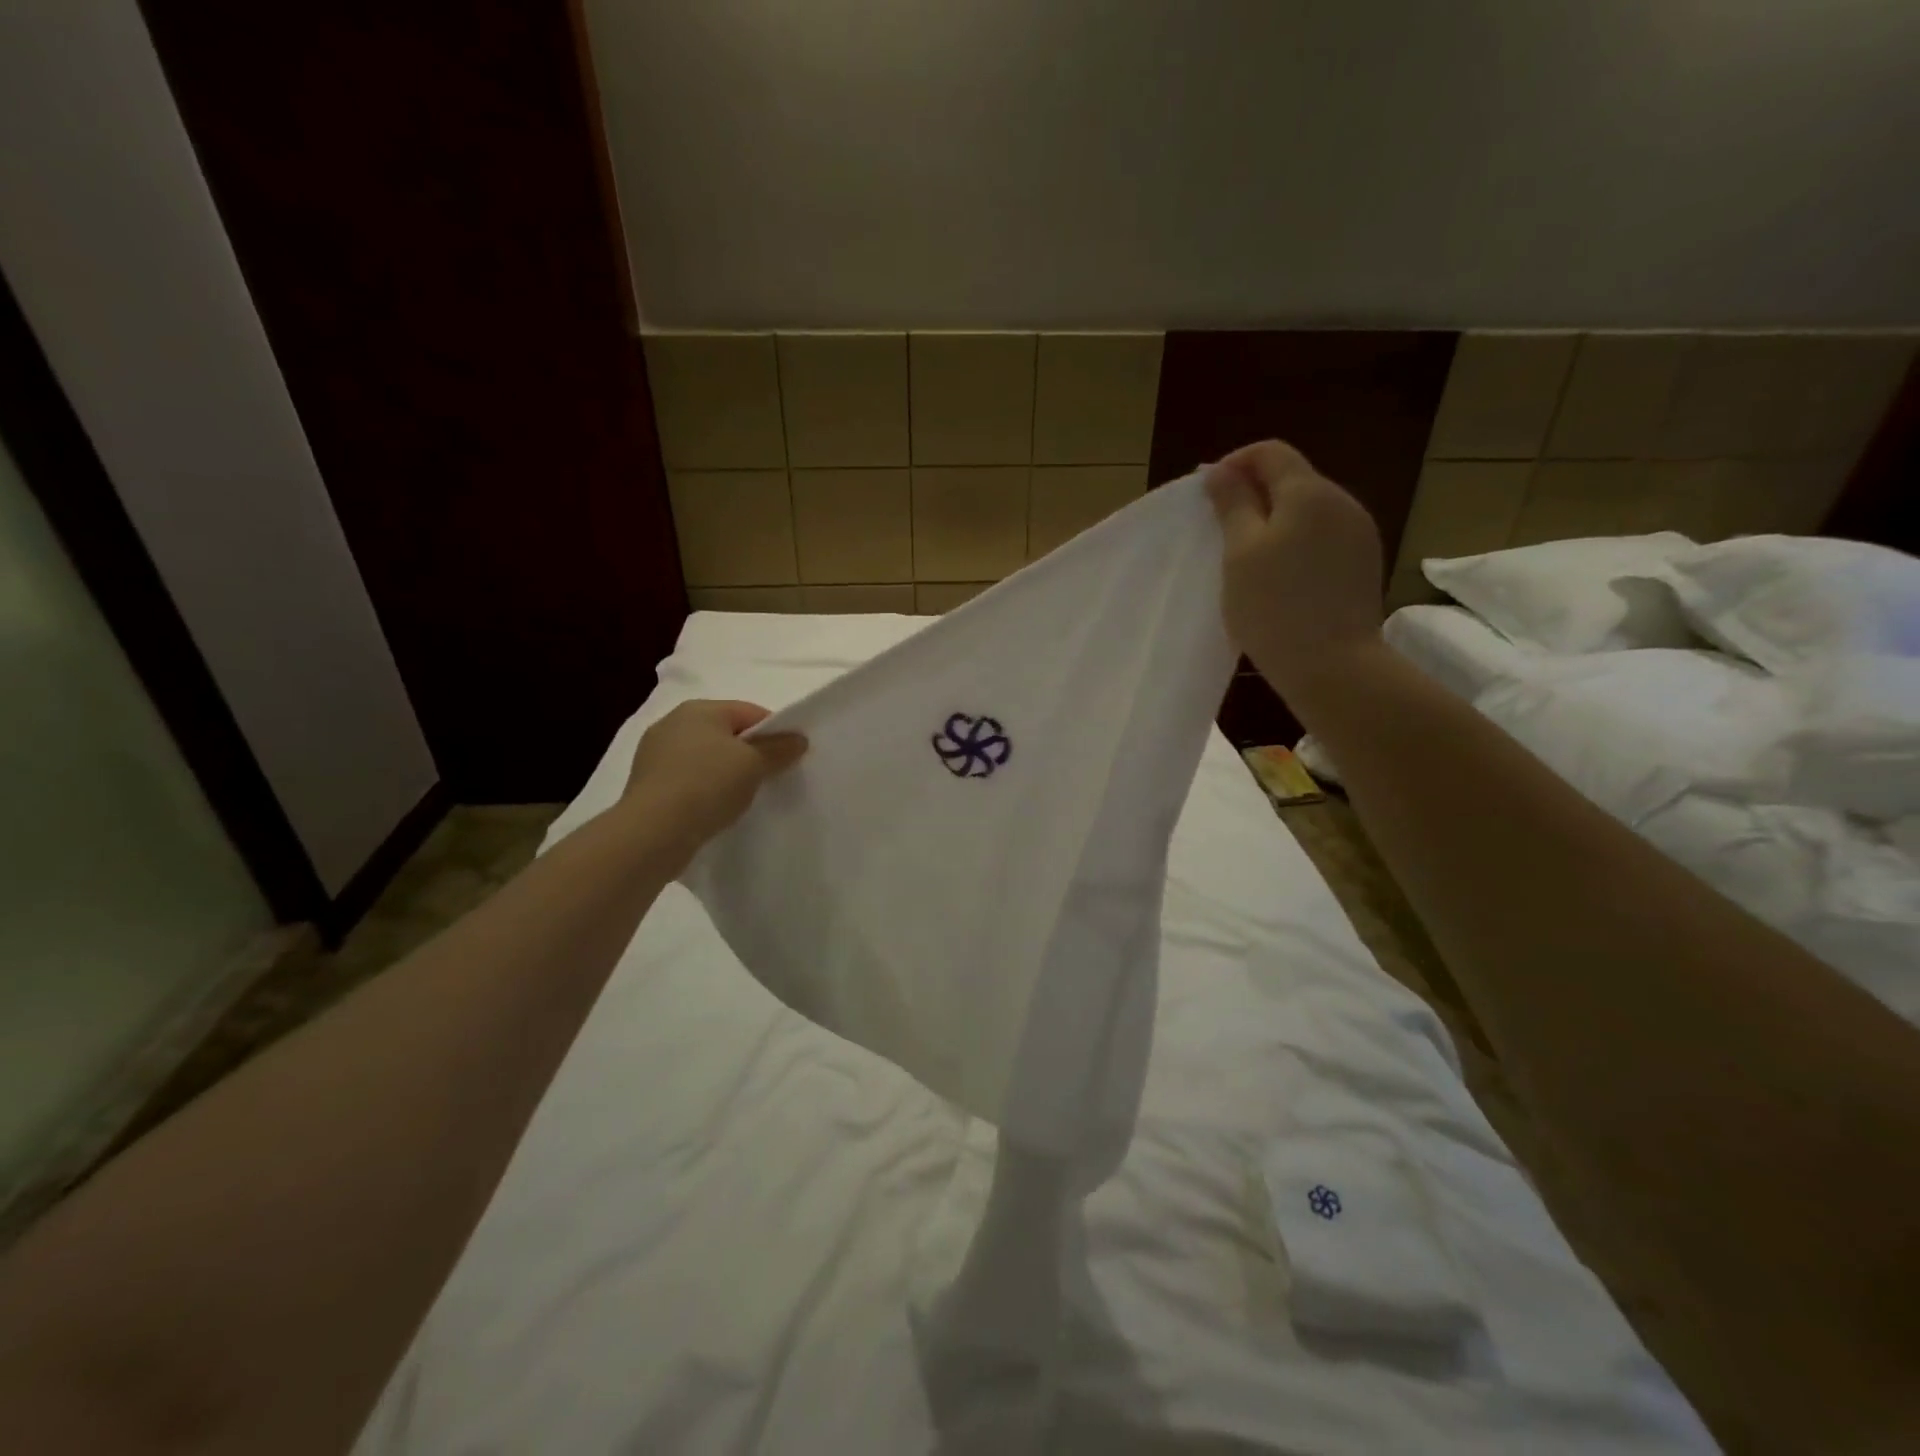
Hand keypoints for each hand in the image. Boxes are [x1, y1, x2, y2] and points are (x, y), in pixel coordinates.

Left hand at [620, 700, 806, 855]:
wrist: (653, 833)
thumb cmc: (707, 785)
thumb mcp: (754, 764)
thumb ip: (779, 748)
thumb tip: (798, 739)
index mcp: (699, 709)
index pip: (749, 712)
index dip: (775, 732)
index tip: (790, 757)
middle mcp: (673, 723)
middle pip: (726, 734)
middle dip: (750, 753)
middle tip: (771, 778)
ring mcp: (655, 754)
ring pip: (706, 758)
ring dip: (727, 773)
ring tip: (744, 798)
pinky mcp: (648, 785)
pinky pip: (689, 780)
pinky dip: (706, 790)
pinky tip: (717, 809)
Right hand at [1206, 440, 1384, 708]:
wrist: (1333, 666)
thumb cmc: (1274, 606)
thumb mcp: (1240, 553)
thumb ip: (1233, 505)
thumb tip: (1222, 472)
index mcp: (1310, 492)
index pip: (1270, 453)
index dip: (1235, 464)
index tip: (1207, 495)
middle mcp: (1342, 502)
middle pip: (1292, 480)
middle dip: (1254, 495)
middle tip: (1220, 531)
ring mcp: (1359, 534)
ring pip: (1308, 511)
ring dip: (1274, 522)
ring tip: (1246, 559)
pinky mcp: (1363, 564)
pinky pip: (1322, 538)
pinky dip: (1296, 545)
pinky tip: (1279, 578)